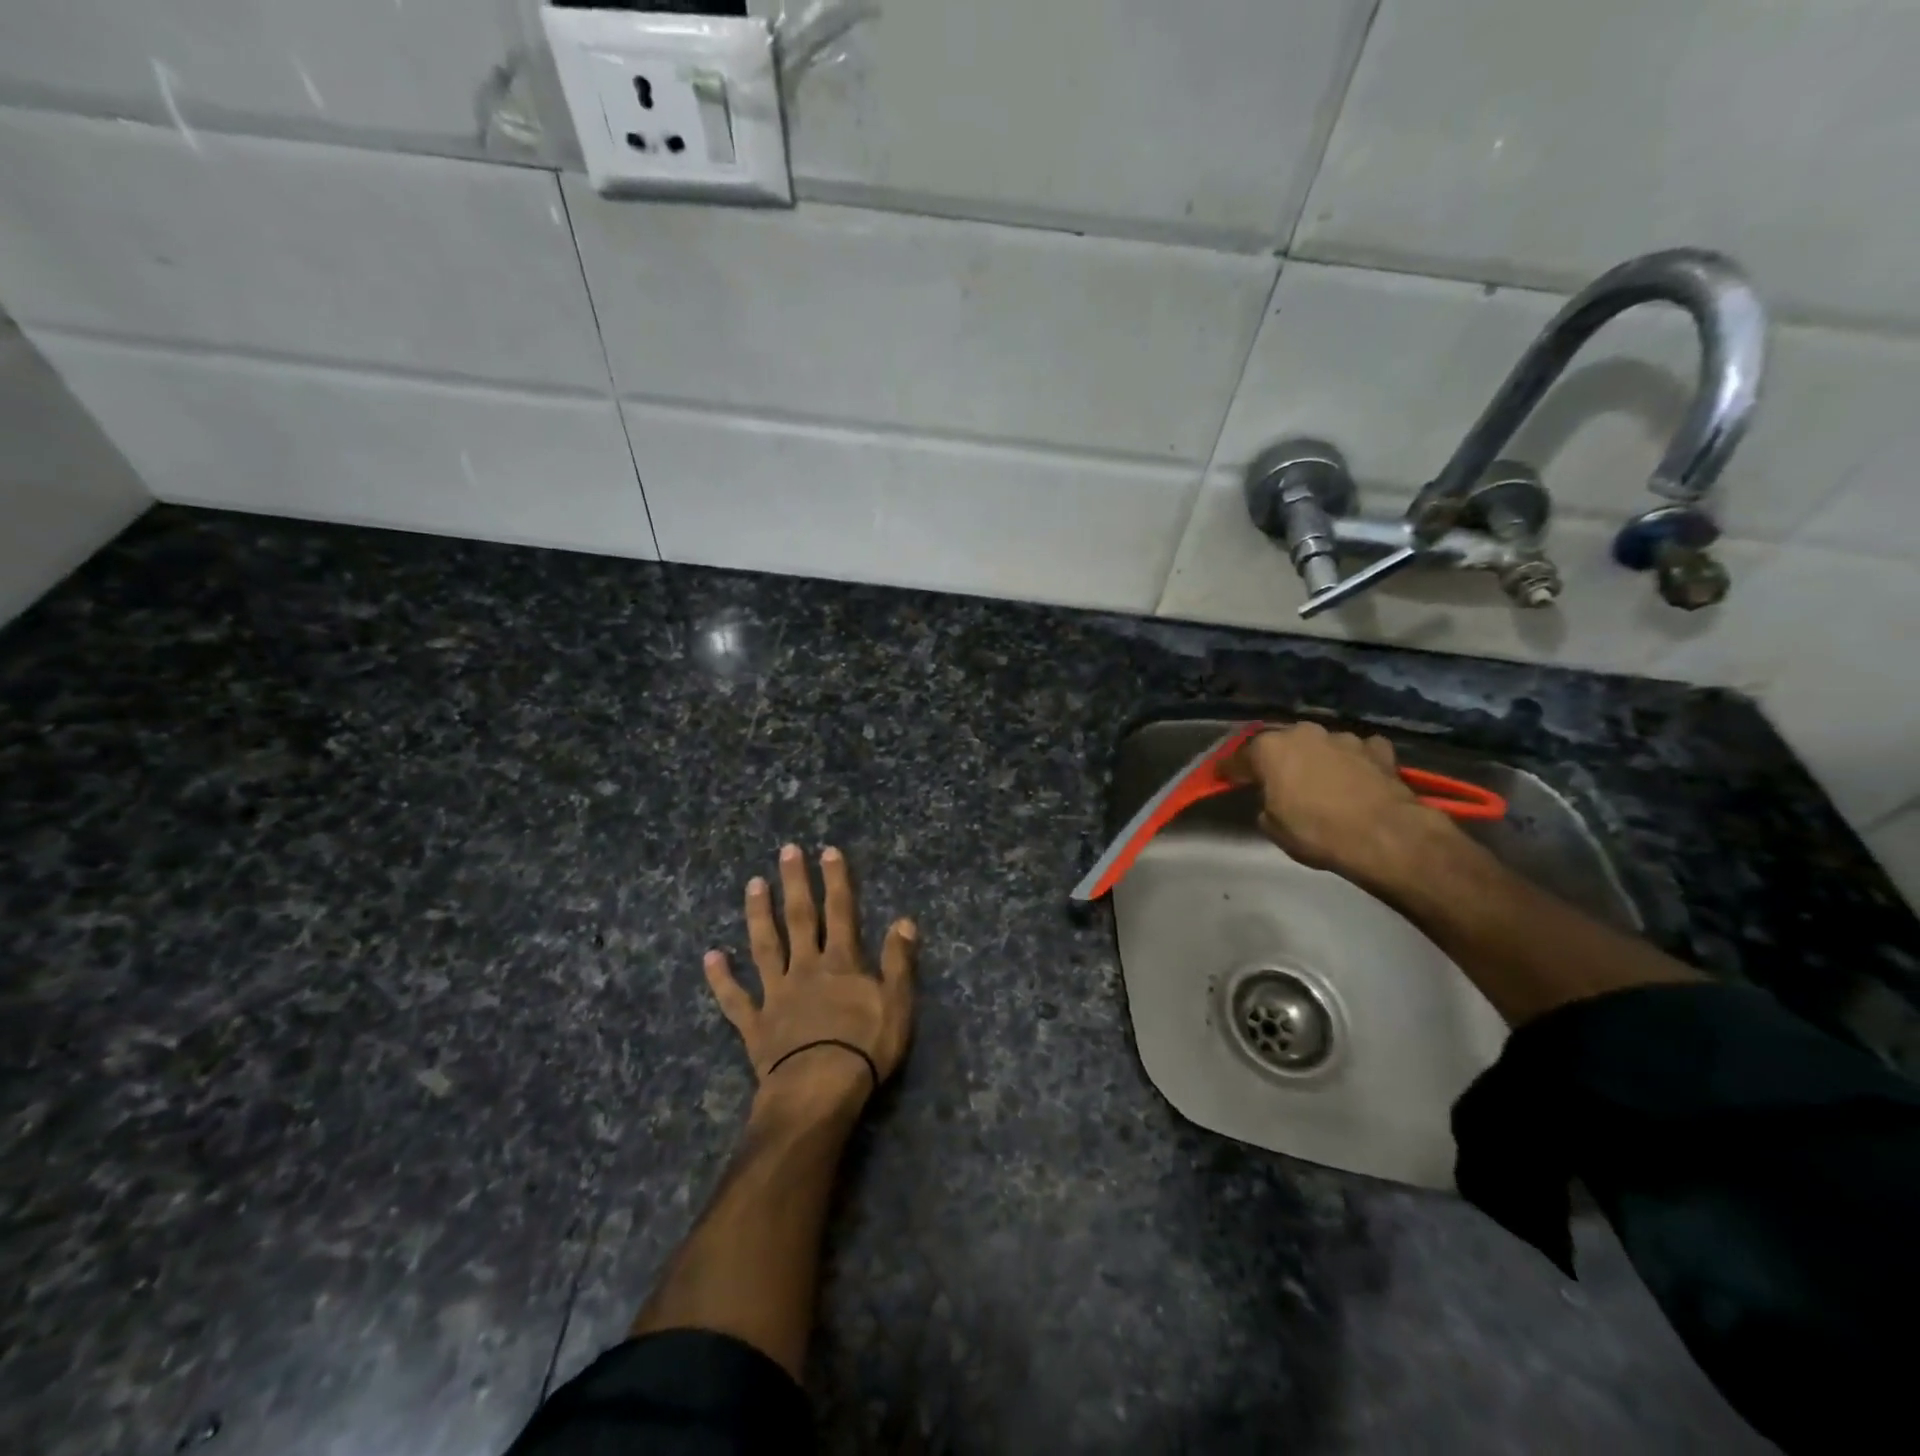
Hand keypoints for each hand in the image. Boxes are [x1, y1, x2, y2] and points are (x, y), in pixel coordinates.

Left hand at [704, 844, 916, 1107]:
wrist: (818, 1090)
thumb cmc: (864, 1048)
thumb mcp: (897, 1004)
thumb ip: (898, 961)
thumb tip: (904, 920)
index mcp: (841, 963)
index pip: (841, 912)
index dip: (836, 881)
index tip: (828, 851)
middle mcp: (805, 968)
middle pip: (800, 918)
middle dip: (796, 883)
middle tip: (787, 851)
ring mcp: (776, 994)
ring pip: (765, 946)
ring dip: (759, 914)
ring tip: (753, 884)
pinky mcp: (755, 1023)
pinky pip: (735, 998)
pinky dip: (721, 977)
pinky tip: (711, 956)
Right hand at [1230, 722, 1459, 888]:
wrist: (1384, 836)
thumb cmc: (1316, 832)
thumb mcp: (1274, 827)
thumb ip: (1266, 805)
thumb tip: (1274, 801)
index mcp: (1269, 749)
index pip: (1239, 758)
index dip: (1229, 770)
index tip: (1222, 778)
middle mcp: (1303, 733)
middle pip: (1282, 744)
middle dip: (1277, 759)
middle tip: (1276, 779)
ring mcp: (1343, 738)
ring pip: (1321, 744)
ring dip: (1317, 758)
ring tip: (1320, 780)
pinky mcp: (1378, 749)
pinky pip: (1358, 751)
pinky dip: (1355, 761)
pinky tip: (1358, 776)